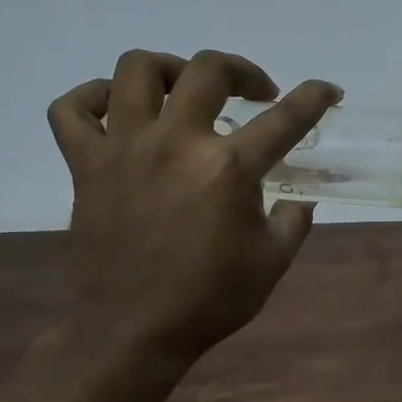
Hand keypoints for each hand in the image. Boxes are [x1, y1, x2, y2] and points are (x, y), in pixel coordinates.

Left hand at [47, 48, 341, 366]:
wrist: (134, 331)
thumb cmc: (211, 299)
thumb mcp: (273, 262)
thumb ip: (294, 220)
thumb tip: (299, 198)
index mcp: (229, 169)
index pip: (285, 118)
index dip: (314, 96)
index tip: (328, 90)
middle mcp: (176, 143)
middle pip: (208, 70)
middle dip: (241, 71)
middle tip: (253, 94)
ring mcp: (124, 149)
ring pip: (136, 70)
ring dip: (170, 70)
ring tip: (184, 92)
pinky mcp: (86, 165)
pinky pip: (72, 109)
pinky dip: (92, 97)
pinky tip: (118, 110)